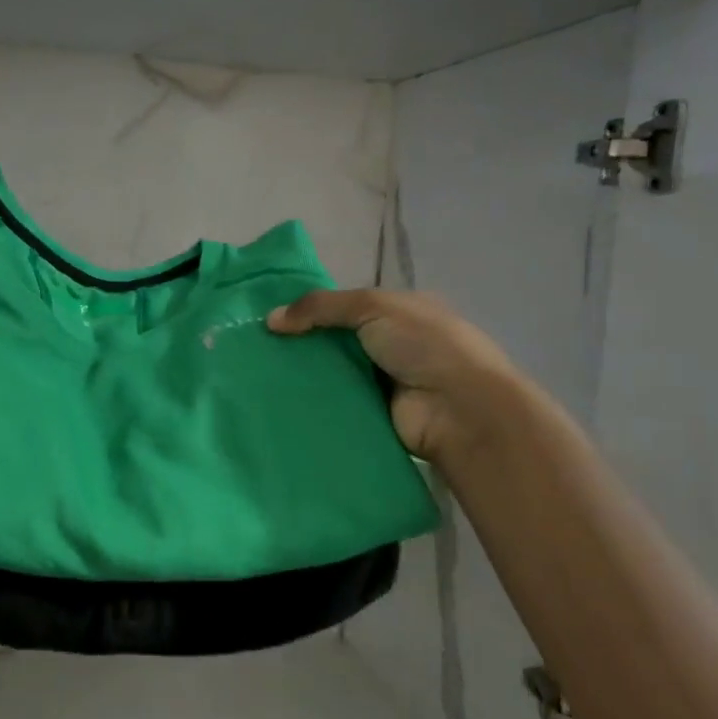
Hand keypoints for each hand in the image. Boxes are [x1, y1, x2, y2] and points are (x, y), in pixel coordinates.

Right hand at [267, 290, 527, 466]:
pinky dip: (313, 401)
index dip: (311, 308)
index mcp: (400, 311)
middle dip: (301, 342)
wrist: (459, 409)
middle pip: (335, 339)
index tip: (272, 317)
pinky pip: (335, 402)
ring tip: (259, 374)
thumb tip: (271, 320)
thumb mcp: (373, 306)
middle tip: (258, 347)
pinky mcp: (373, 413)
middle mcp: (392, 344)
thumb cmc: (423, 345)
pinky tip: (279, 399)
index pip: (346, 305)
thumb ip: (320, 307)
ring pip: (331, 371)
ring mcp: (383, 381)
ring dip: (303, 373)